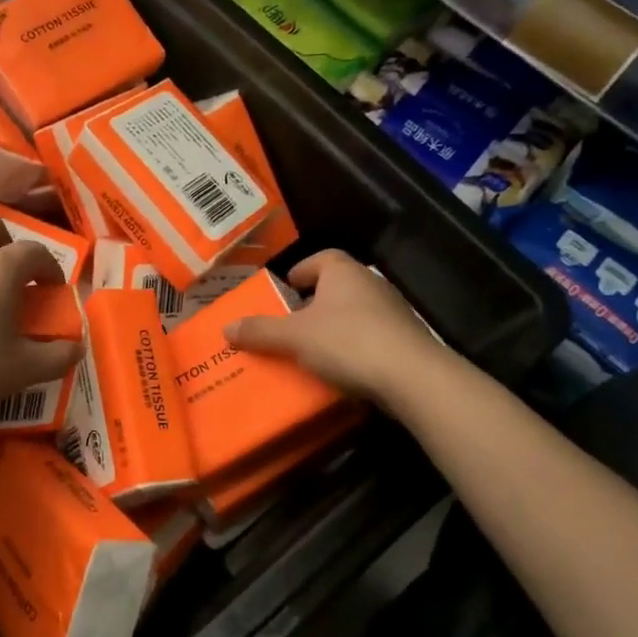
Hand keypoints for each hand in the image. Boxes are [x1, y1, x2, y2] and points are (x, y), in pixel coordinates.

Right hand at [224, 249, 441, 398]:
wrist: (411, 377)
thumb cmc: (346, 342)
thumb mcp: (294, 337)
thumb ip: (260, 331)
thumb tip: (226, 327)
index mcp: (343, 272)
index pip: (319, 259)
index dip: (298, 273)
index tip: (282, 292)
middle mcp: (370, 284)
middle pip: (334, 288)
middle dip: (310, 305)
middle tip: (287, 326)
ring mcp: (392, 312)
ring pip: (352, 314)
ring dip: (331, 328)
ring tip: (307, 352)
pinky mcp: (404, 341)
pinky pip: (369, 338)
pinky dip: (351, 349)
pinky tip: (337, 370)